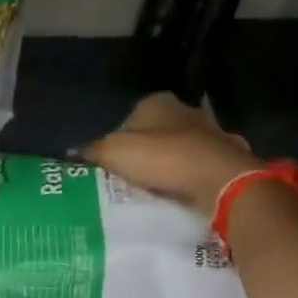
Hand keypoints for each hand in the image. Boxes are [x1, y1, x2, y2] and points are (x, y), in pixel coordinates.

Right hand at [78, 93, 262, 213]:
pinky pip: (199, 168)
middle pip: (156, 134)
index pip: (129, 118)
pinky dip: (189, 178)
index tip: (109, 165)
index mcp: (158, 102)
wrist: (219, 180)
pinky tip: (180, 195)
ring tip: (152, 192)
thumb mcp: (113, 153)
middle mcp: (186, 111)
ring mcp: (211, 134)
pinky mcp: (227, 157)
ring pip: (180, 150)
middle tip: (127, 180)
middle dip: (144, 153)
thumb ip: (91, 152)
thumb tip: (70, 154)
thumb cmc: (163, 158)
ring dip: (168, 167)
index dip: (116, 140)